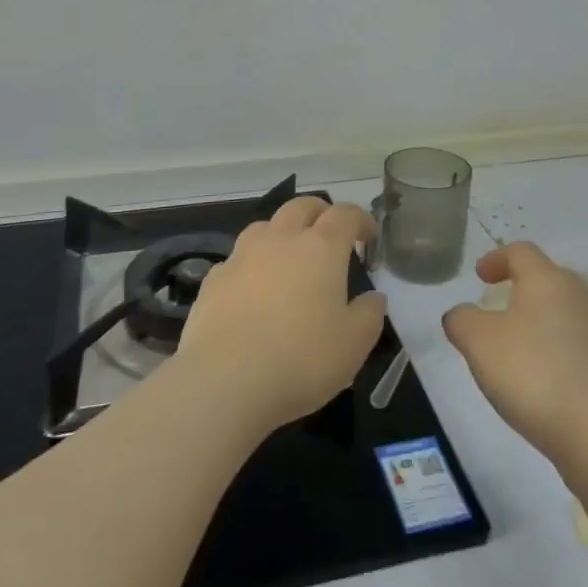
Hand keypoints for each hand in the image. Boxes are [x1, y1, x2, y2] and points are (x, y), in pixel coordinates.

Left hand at [177, 197, 384, 435]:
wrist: (225, 379)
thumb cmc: (301, 359)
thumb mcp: (354, 344)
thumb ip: (369, 315)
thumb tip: (373, 298)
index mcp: (321, 248)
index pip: (345, 215)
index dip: (360, 220)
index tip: (368, 237)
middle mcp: (281, 239)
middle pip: (301, 206)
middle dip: (320, 213)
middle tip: (330, 234)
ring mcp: (243, 255)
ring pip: (265, 226)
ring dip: (282, 233)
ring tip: (288, 257)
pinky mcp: (214, 279)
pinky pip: (238, 259)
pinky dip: (251, 265)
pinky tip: (252, 291)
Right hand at [442, 242, 587, 464]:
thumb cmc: (534, 373)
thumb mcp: (479, 343)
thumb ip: (462, 320)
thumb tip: (461, 315)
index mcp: (547, 280)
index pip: (521, 252)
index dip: (497, 258)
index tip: (480, 276)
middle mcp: (580, 296)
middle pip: (548, 280)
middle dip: (522, 290)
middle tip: (499, 310)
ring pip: (567, 315)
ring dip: (543, 324)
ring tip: (521, 350)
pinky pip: (581, 349)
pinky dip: (561, 354)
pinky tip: (548, 382)